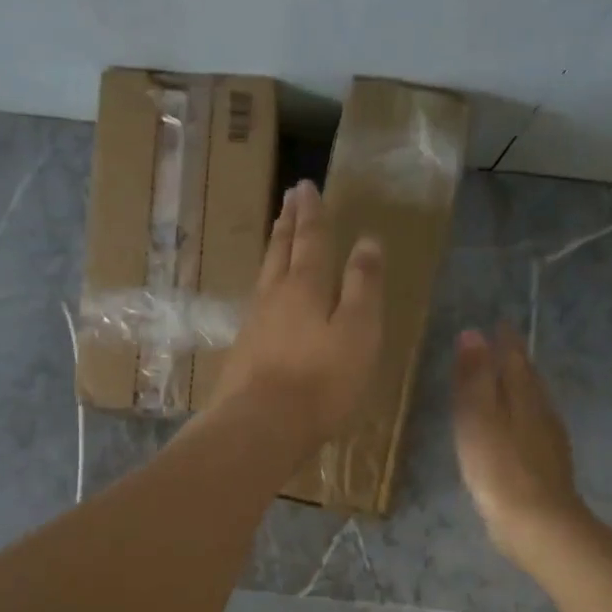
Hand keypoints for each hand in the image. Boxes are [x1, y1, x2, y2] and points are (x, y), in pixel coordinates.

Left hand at [211, 181, 384, 445]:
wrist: (261, 426)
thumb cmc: (321, 380)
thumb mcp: (358, 331)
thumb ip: (363, 287)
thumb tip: (367, 241)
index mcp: (306, 287)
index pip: (310, 240)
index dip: (311, 213)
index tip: (305, 185)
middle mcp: (275, 296)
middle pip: (280, 251)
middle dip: (287, 223)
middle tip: (288, 197)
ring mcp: (254, 324)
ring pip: (265, 275)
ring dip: (273, 250)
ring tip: (276, 235)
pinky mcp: (244, 351)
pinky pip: (258, 304)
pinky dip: (265, 286)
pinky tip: (265, 296)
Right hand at [452, 325, 586, 564]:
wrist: (538, 524)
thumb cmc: (500, 467)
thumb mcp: (478, 418)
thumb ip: (474, 377)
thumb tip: (473, 333)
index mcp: (524, 397)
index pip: (515, 359)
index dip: (506, 341)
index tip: (499, 323)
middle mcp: (542, 413)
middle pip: (528, 380)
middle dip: (515, 362)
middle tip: (502, 348)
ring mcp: (549, 442)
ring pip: (533, 404)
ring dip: (520, 390)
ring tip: (505, 385)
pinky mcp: (547, 468)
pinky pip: (533, 429)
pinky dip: (521, 418)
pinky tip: (515, 431)